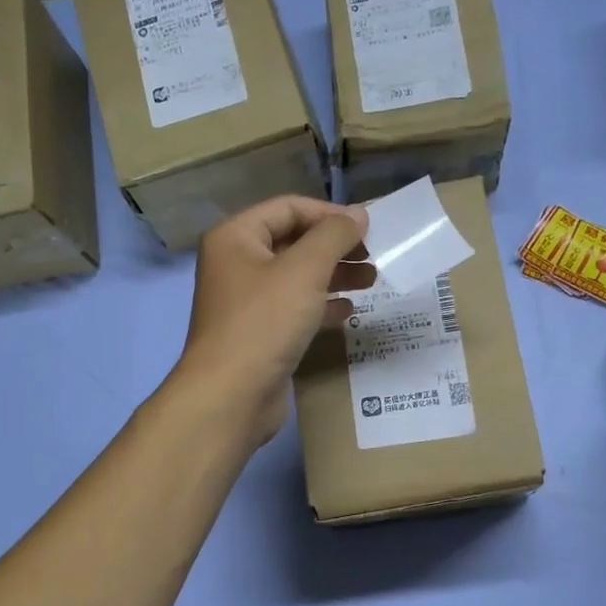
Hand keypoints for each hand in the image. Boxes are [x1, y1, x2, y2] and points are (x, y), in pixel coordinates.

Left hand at [173, 195, 371, 443]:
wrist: (231, 396)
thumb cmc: (264, 323)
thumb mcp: (304, 270)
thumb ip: (334, 236)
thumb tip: (359, 214)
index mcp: (235, 237)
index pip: (289, 208)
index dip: (330, 214)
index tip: (370, 228)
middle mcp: (236, 264)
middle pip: (293, 242)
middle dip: (335, 247)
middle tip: (374, 256)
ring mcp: (246, 302)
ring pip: (297, 277)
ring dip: (334, 276)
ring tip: (372, 281)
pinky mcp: (258, 334)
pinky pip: (294, 309)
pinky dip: (321, 306)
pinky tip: (349, 311)